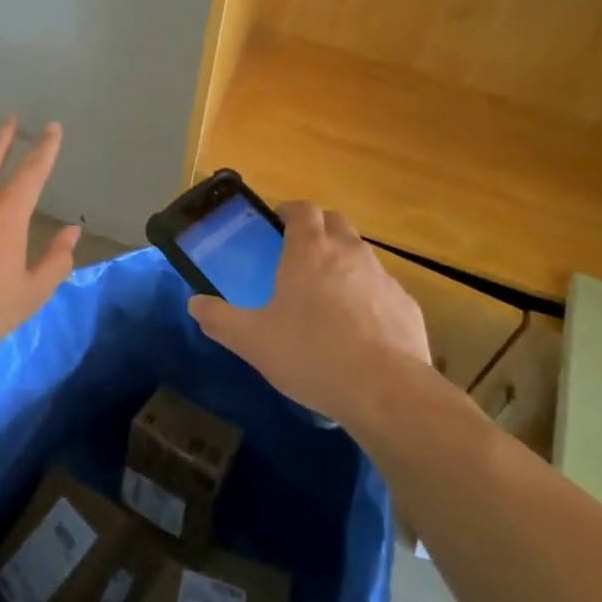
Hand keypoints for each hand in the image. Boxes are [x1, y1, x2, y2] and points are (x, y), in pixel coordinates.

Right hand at [188, 201, 432, 427]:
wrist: (387, 391)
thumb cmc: (312, 355)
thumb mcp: (253, 341)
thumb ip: (220, 319)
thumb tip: (194, 304)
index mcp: (309, 250)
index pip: (302, 209)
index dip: (289, 211)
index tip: (278, 223)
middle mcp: (349, 252)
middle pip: (335, 222)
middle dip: (319, 229)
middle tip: (301, 254)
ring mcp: (383, 277)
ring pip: (362, 253)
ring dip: (345, 262)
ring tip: (329, 295)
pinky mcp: (407, 306)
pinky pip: (383, 289)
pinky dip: (370, 297)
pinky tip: (361, 330)